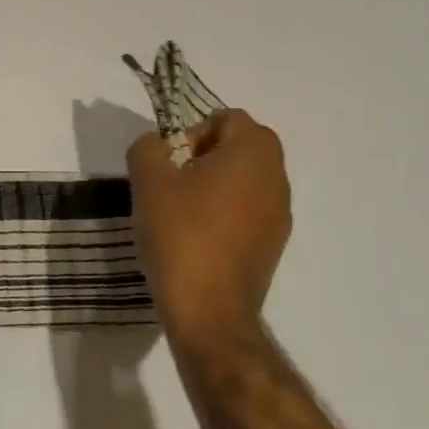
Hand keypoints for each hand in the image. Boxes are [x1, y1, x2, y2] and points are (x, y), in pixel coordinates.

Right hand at [127, 109, 292, 359]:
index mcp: (254, 152)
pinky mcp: (273, 246)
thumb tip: (158, 147)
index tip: (170, 162)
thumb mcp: (148, 179)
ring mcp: (280, 215)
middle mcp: (277, 177)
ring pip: (244, 181)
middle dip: (203, 157)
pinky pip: (247, 212)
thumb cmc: (180, 234)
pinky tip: (195, 239)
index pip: (227, 118)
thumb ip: (148, 147)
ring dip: (213, 187)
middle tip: (171, 183)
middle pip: (239, 148)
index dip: (193, 132)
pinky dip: (223, 215)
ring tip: (179, 213)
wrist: (208, 310)